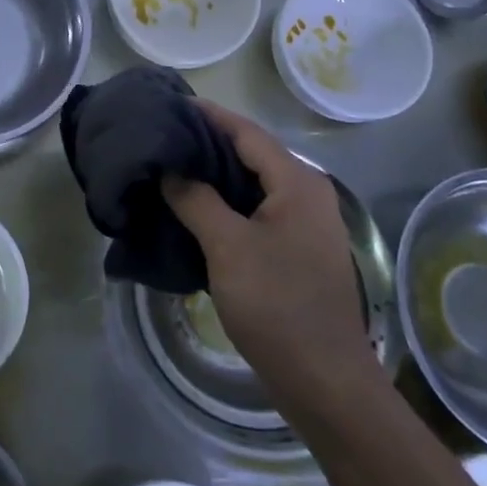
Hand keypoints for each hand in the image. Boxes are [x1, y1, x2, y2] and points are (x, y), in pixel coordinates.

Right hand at [162, 101, 377, 410]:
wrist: (324, 381)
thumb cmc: (277, 305)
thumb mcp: (227, 247)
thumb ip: (195, 200)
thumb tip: (169, 169)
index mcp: (297, 183)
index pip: (246, 132)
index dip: (207, 115)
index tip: (168, 104)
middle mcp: (306, 194)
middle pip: (250, 153)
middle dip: (206, 143)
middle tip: (162, 137)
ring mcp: (304, 223)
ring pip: (251, 183)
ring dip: (213, 174)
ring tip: (169, 168)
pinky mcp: (295, 249)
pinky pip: (255, 209)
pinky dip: (224, 202)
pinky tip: (193, 208)